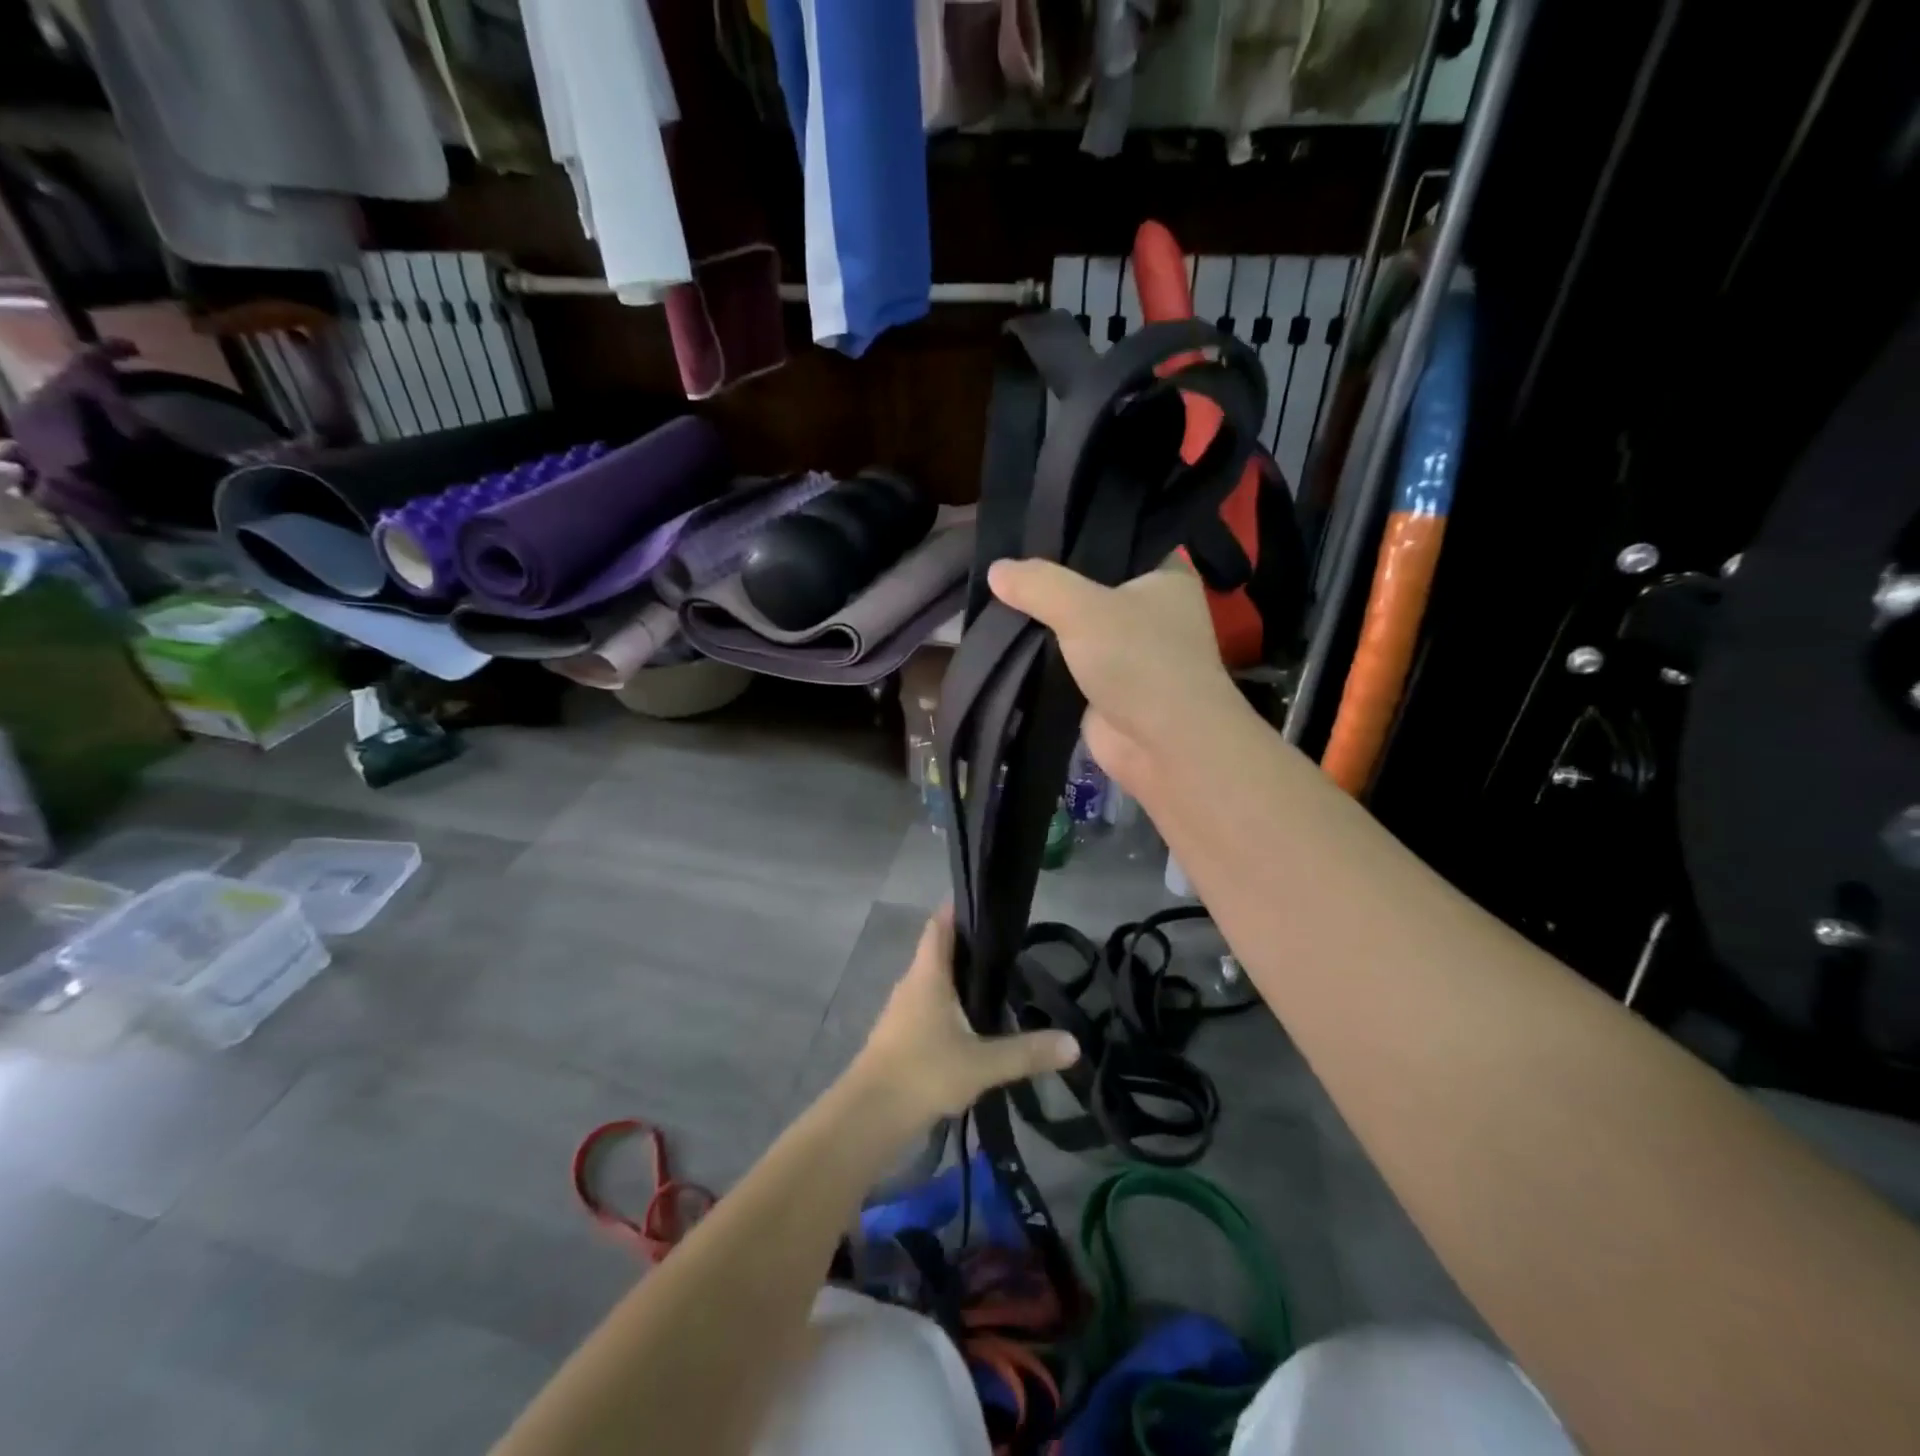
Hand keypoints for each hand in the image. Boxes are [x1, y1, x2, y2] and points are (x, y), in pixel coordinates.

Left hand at [850, 907, 1078, 1124]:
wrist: (868, 1117)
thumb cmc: (924, 1073)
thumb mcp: (982, 1064)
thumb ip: (1027, 1052)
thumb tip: (1074, 1043)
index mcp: (928, 974)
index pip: (940, 924)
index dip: (960, 909)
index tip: (989, 905)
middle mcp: (911, 983)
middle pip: (938, 951)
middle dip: (969, 946)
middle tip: (1008, 949)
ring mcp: (901, 1011)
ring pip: (933, 982)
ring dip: (959, 979)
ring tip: (997, 984)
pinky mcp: (899, 1036)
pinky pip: (928, 1007)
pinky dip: (950, 1006)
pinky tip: (973, 1025)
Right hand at [986, 555, 1242, 792]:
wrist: (1164, 747)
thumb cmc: (1139, 661)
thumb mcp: (1084, 609)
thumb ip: (1038, 585)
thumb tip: (995, 569)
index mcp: (1164, 577)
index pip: (1113, 544)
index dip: (1072, 537)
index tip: (1027, 530)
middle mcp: (1151, 610)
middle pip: (1089, 587)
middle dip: (1049, 585)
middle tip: (1000, 565)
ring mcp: (1130, 652)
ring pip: (1076, 628)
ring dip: (1043, 624)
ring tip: (992, 599)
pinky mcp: (1108, 688)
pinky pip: (1067, 663)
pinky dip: (1043, 659)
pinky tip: (1005, 641)